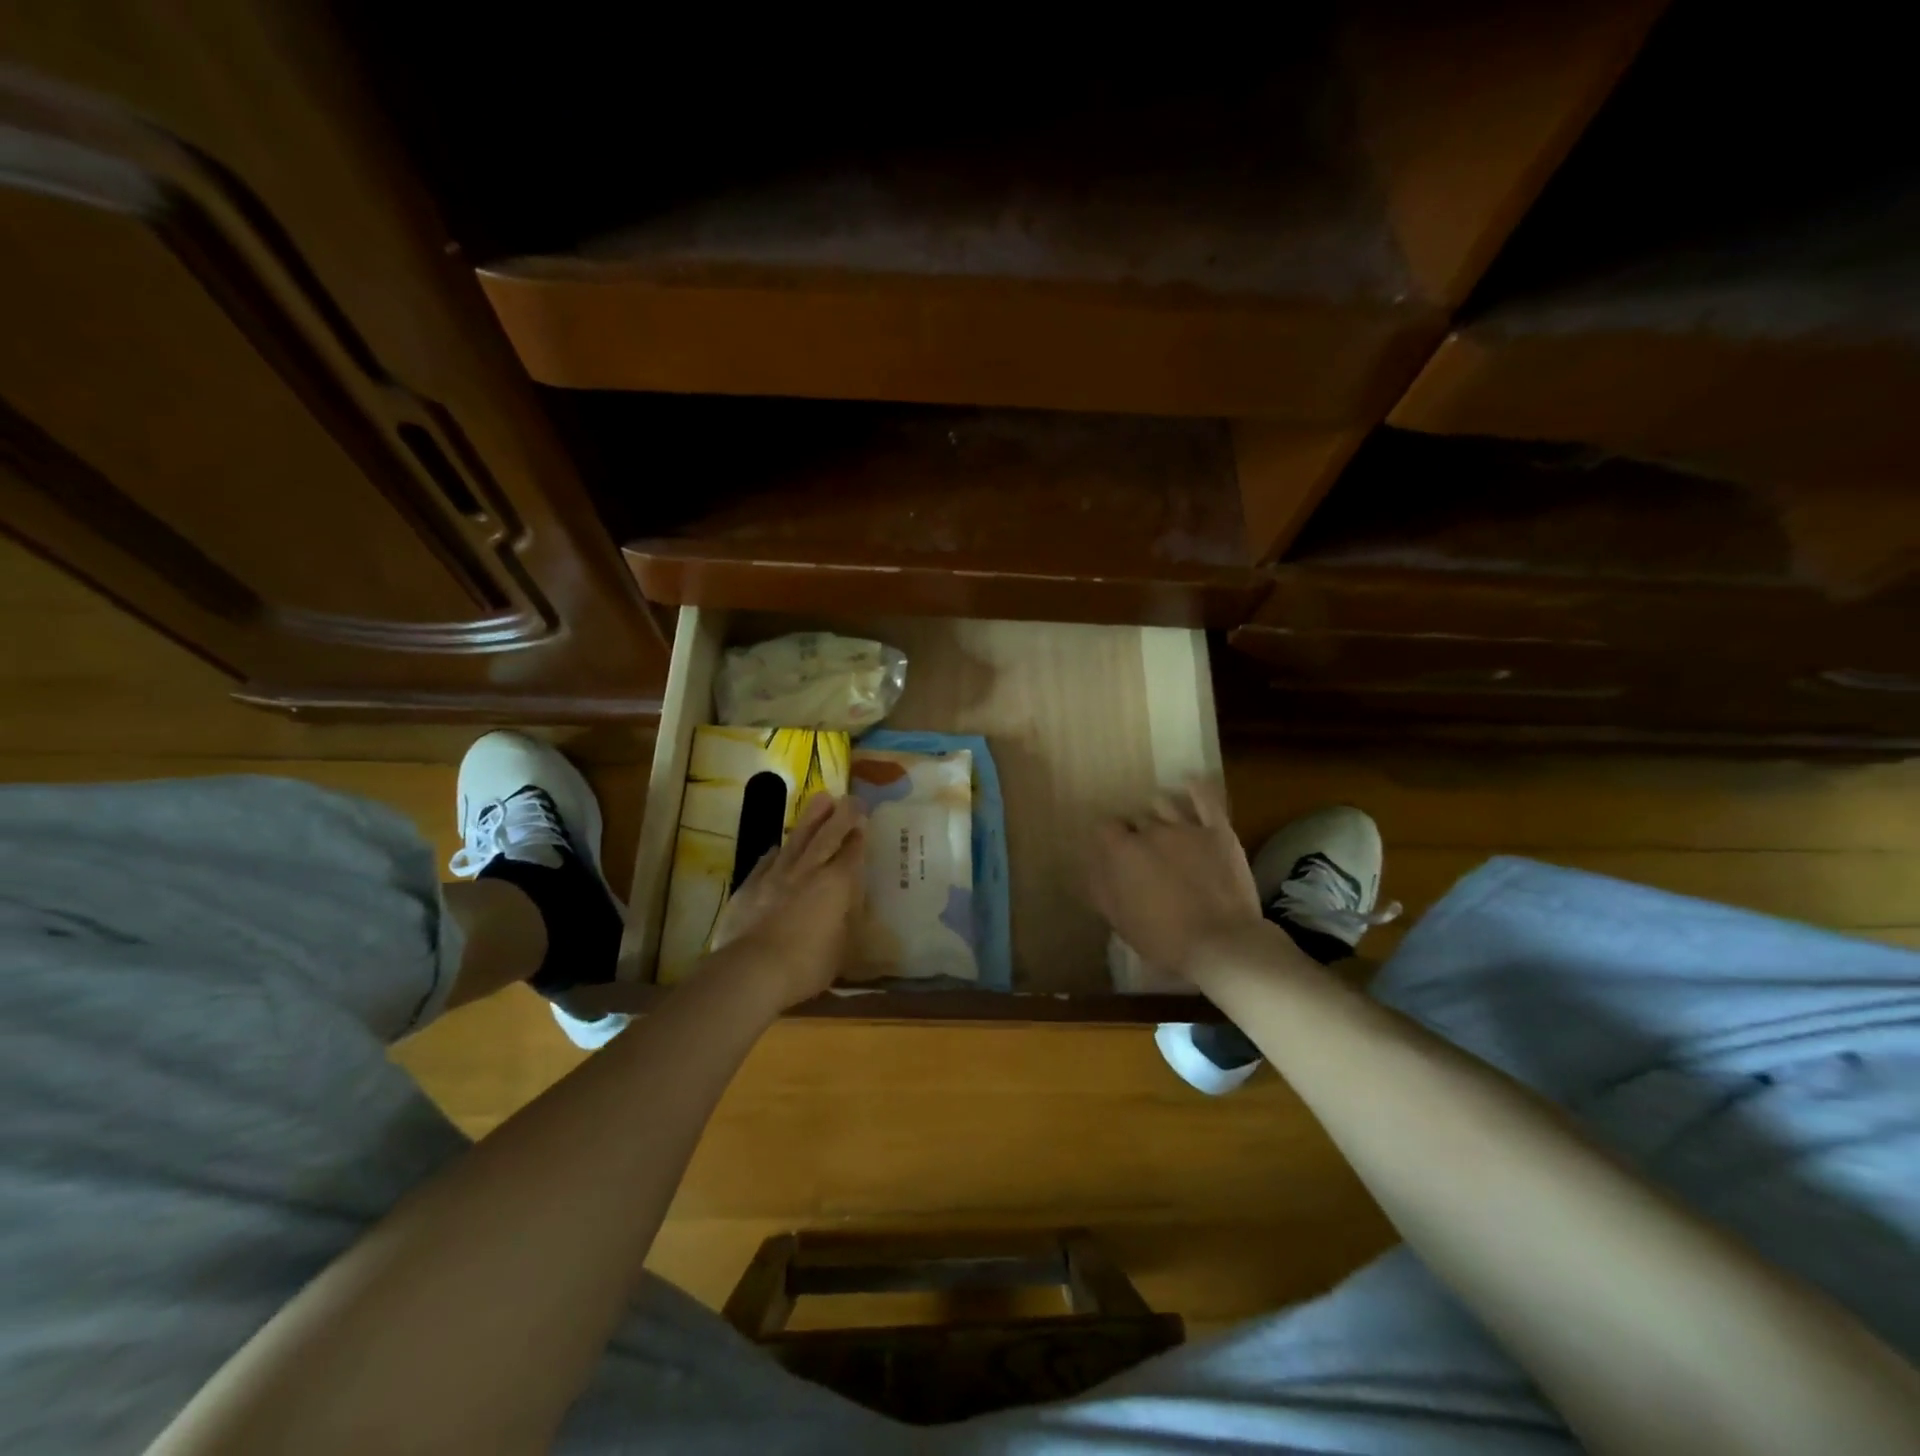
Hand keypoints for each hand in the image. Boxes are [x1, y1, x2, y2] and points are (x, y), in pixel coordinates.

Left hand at [710, 792, 865, 1008]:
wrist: (751, 971)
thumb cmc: (806, 966)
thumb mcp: (840, 951)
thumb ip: (844, 925)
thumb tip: (845, 913)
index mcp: (837, 885)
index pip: (851, 854)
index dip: (858, 837)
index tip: (863, 821)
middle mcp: (809, 872)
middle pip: (827, 836)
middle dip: (841, 816)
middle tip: (850, 798)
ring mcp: (776, 876)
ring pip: (797, 840)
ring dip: (810, 820)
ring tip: (820, 800)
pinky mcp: (750, 886)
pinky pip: (766, 862)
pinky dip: (775, 853)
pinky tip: (777, 847)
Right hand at [1089, 780, 1263, 981]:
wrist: (1220, 944)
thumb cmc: (1163, 938)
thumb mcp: (1119, 920)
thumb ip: (1101, 888)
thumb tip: (1093, 866)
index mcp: (1122, 852)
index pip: (1105, 828)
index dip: (1109, 840)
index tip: (1115, 855)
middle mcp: (1150, 831)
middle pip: (1136, 819)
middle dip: (1137, 833)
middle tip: (1146, 855)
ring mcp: (1186, 827)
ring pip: (1164, 804)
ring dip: (1160, 813)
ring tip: (1165, 825)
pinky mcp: (1218, 831)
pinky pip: (1205, 798)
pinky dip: (1196, 789)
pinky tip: (1190, 785)